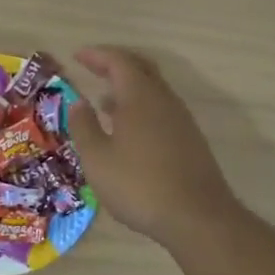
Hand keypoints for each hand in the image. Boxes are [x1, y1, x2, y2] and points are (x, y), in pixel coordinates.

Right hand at [65, 46, 241, 250]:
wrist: (197, 218)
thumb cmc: (139, 185)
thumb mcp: (97, 158)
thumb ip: (84, 127)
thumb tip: (79, 103)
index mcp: (140, 97)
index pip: (118, 62)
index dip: (97, 55)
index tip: (77, 56)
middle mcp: (164, 101)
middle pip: (141, 69)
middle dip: (115, 64)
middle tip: (92, 67)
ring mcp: (181, 120)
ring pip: (153, 90)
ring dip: (128, 88)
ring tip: (104, 100)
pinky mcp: (189, 140)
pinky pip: (160, 109)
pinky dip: (140, 107)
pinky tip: (127, 130)